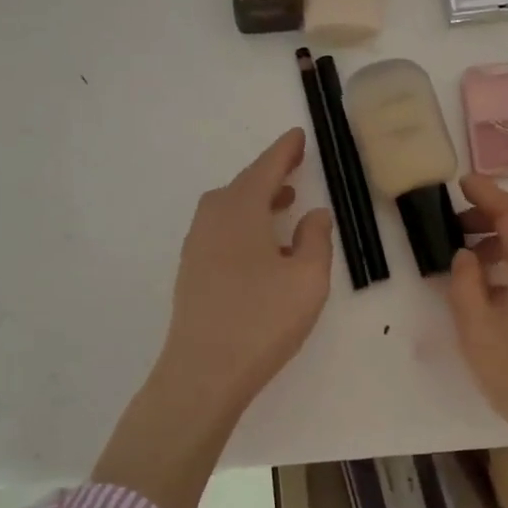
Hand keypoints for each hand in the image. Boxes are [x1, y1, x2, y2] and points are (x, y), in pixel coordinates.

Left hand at [159, 128, 334, 413]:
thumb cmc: (262, 320)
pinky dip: (243, 224)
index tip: (298, 136)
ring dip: (256, 201)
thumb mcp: (307, 278)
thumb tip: (314, 214)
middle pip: (242, 186)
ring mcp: (196, 247)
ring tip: (284, 205)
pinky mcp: (192, 272)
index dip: (284, 151)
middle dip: (269, 175)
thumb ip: (315, 239)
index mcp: (240, 211)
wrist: (203, 372)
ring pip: (229, 209)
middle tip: (294, 168)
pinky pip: (220, 231)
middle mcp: (212, 220)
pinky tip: (262, 247)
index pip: (265, 169)